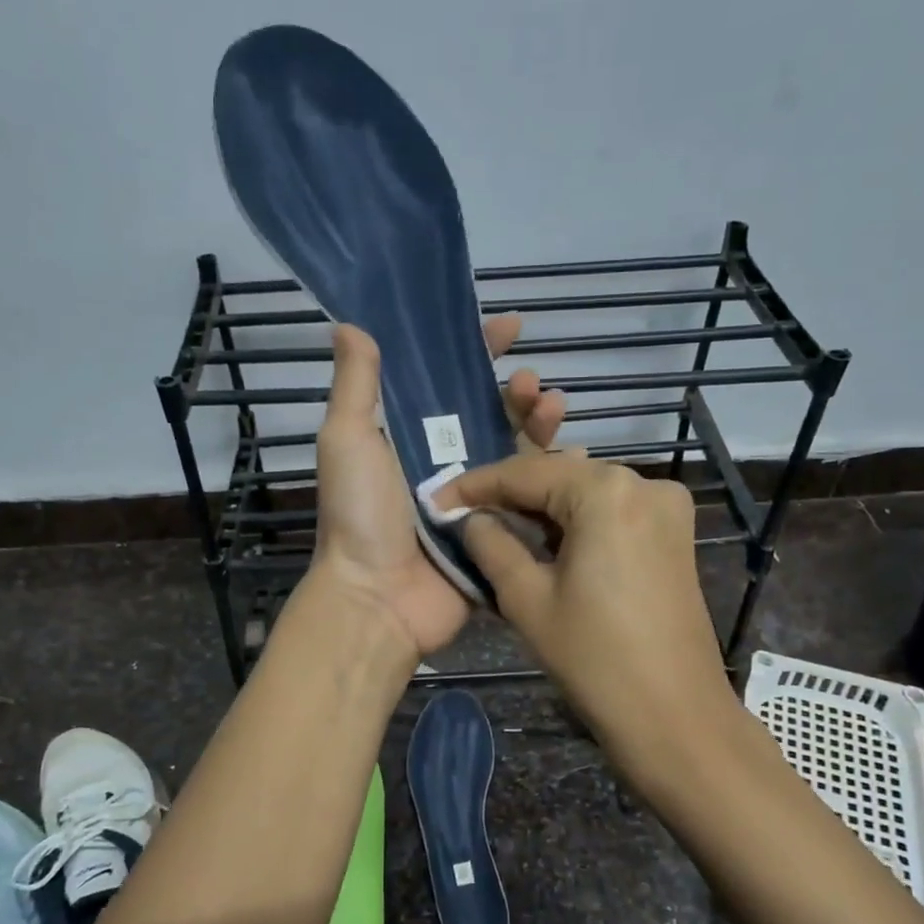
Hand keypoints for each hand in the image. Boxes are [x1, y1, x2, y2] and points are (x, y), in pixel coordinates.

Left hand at [310, 316, 565, 658]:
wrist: (378, 599)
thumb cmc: (360, 514)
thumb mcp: (347, 441)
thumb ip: (356, 385)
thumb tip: (352, 324)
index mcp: (409, 437)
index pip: (447, 383)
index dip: (477, 352)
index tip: (509, 328)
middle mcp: (445, 464)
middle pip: (492, 415)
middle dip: (518, 392)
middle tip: (533, 383)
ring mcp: (476, 500)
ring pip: (518, 452)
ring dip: (540, 426)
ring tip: (555, 409)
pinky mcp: (499, 534)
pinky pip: (533, 499)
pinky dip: (554, 476)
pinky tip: (575, 456)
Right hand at [435, 455, 737, 775]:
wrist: (675, 717)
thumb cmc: (594, 658)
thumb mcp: (526, 599)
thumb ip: (491, 545)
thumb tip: (471, 520)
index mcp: (606, 491)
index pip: (525, 473)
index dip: (474, 486)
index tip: (435, 501)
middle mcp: (643, 483)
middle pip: (559, 474)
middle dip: (509, 493)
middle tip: (462, 514)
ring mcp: (666, 507)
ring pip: (586, 491)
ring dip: (541, 506)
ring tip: (496, 525)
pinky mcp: (674, 534)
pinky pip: (612, 511)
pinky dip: (575, 520)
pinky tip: (545, 539)